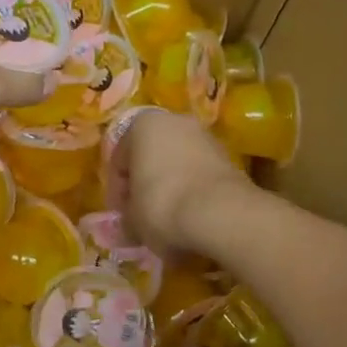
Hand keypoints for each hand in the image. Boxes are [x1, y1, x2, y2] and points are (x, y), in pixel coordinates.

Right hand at [109, 107, 251, 254]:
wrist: (221, 213)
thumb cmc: (161, 204)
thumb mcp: (132, 218)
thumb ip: (127, 217)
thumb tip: (129, 224)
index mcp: (142, 125)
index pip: (119, 159)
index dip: (117, 191)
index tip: (121, 215)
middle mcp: (174, 121)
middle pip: (151, 157)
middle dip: (145, 185)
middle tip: (142, 215)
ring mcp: (205, 137)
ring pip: (178, 164)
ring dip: (171, 188)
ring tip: (168, 221)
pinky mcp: (228, 158)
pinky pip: (200, 175)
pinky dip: (194, 193)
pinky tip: (191, 218)